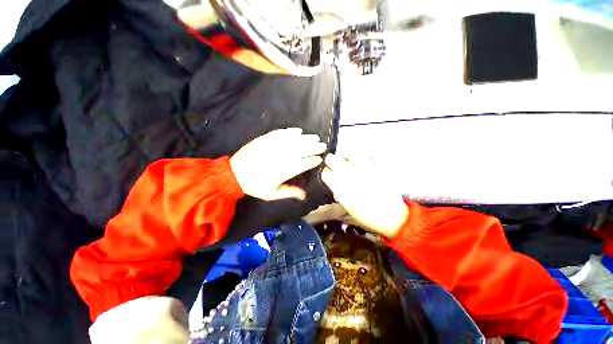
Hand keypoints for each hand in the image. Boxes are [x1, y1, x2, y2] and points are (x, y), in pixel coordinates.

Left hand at [230, 128, 325, 200]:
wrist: (234, 174)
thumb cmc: (255, 185)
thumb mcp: (272, 194)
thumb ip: (289, 192)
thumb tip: (305, 195)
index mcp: (284, 171)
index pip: (303, 164)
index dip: (312, 161)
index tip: (319, 159)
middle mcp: (281, 156)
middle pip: (301, 150)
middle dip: (314, 147)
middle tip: (323, 145)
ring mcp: (273, 146)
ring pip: (294, 140)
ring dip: (306, 138)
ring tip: (315, 137)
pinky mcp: (265, 139)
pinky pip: (281, 133)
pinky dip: (290, 131)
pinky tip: (298, 130)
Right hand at [321, 154, 408, 238]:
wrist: (391, 217)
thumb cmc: (367, 215)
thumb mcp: (347, 206)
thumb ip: (338, 192)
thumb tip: (334, 183)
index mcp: (341, 188)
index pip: (326, 173)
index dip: (326, 171)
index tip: (328, 172)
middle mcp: (351, 176)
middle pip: (333, 159)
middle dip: (331, 159)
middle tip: (335, 162)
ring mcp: (365, 170)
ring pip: (350, 152)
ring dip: (346, 154)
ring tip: (348, 157)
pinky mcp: (379, 167)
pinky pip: (370, 153)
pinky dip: (365, 153)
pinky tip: (364, 157)